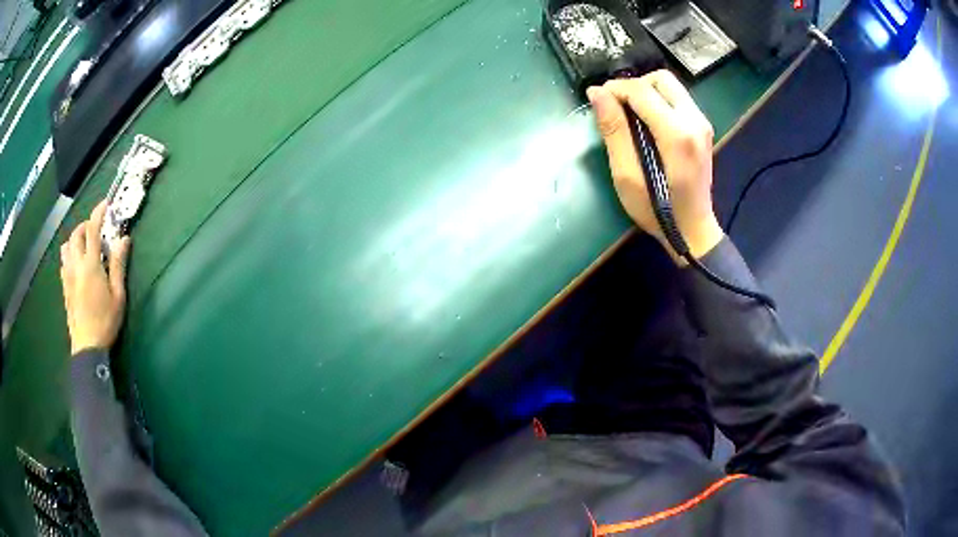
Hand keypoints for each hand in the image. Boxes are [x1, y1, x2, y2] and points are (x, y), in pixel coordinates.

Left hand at [60, 201, 130, 355]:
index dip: (98, 213)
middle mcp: (76, 265)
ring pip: (66, 246)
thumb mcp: (118, 295)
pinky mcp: (64, 286)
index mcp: (90, 265)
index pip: (92, 229)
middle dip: (85, 225)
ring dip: (75, 238)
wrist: (87, 346)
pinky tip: (76, 263)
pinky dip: (69, 253)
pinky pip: (64, 261)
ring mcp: (68, 275)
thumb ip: (119, 265)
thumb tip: (124, 239)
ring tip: (84, 244)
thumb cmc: (105, 321)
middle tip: (95, 228)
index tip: (106, 204)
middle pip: (76, 234)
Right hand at [587, 70, 723, 262]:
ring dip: (646, 92)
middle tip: (616, 105)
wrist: (692, 230)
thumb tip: (597, 93)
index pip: (642, 91)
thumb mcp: (627, 175)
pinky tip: (647, 122)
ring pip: (671, 86)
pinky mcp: (703, 128)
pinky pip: (678, 99)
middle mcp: (694, 120)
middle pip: (661, 79)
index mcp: (677, 134)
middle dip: (634, 85)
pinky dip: (658, 101)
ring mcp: (702, 123)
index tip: (597, 98)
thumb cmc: (656, 210)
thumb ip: (614, 130)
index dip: (615, 88)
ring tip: (629, 114)